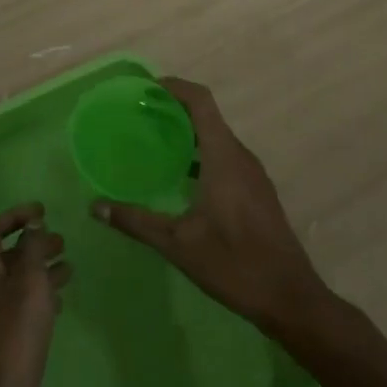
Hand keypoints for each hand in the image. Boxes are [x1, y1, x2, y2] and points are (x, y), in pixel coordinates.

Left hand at [0, 203, 70, 386]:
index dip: (15, 216)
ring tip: (70, 268)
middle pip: (9, 257)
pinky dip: (43, 298)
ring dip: (42, 270)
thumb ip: (32, 249)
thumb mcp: (28, 283)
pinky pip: (26, 309)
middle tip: (62, 241)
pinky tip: (61, 303)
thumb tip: (33, 224)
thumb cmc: (14, 336)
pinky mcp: (9, 344)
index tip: (42, 211)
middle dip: (34, 244)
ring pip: (20, 283)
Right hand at [92, 77, 328, 332]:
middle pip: (207, 116)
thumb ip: (136, 221)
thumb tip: (96, 207)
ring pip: (217, 137)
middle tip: (140, 116)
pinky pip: (226, 156)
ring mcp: (252, 174)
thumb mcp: (178, 244)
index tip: (146, 89)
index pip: (201, 101)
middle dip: (175, 109)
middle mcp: (241, 156)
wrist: (290, 299)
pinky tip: (182, 177)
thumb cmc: (234, 264)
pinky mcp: (257, 191)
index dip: (175, 87)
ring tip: (155, 142)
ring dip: (188, 132)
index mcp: (224, 156)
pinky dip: (201, 152)